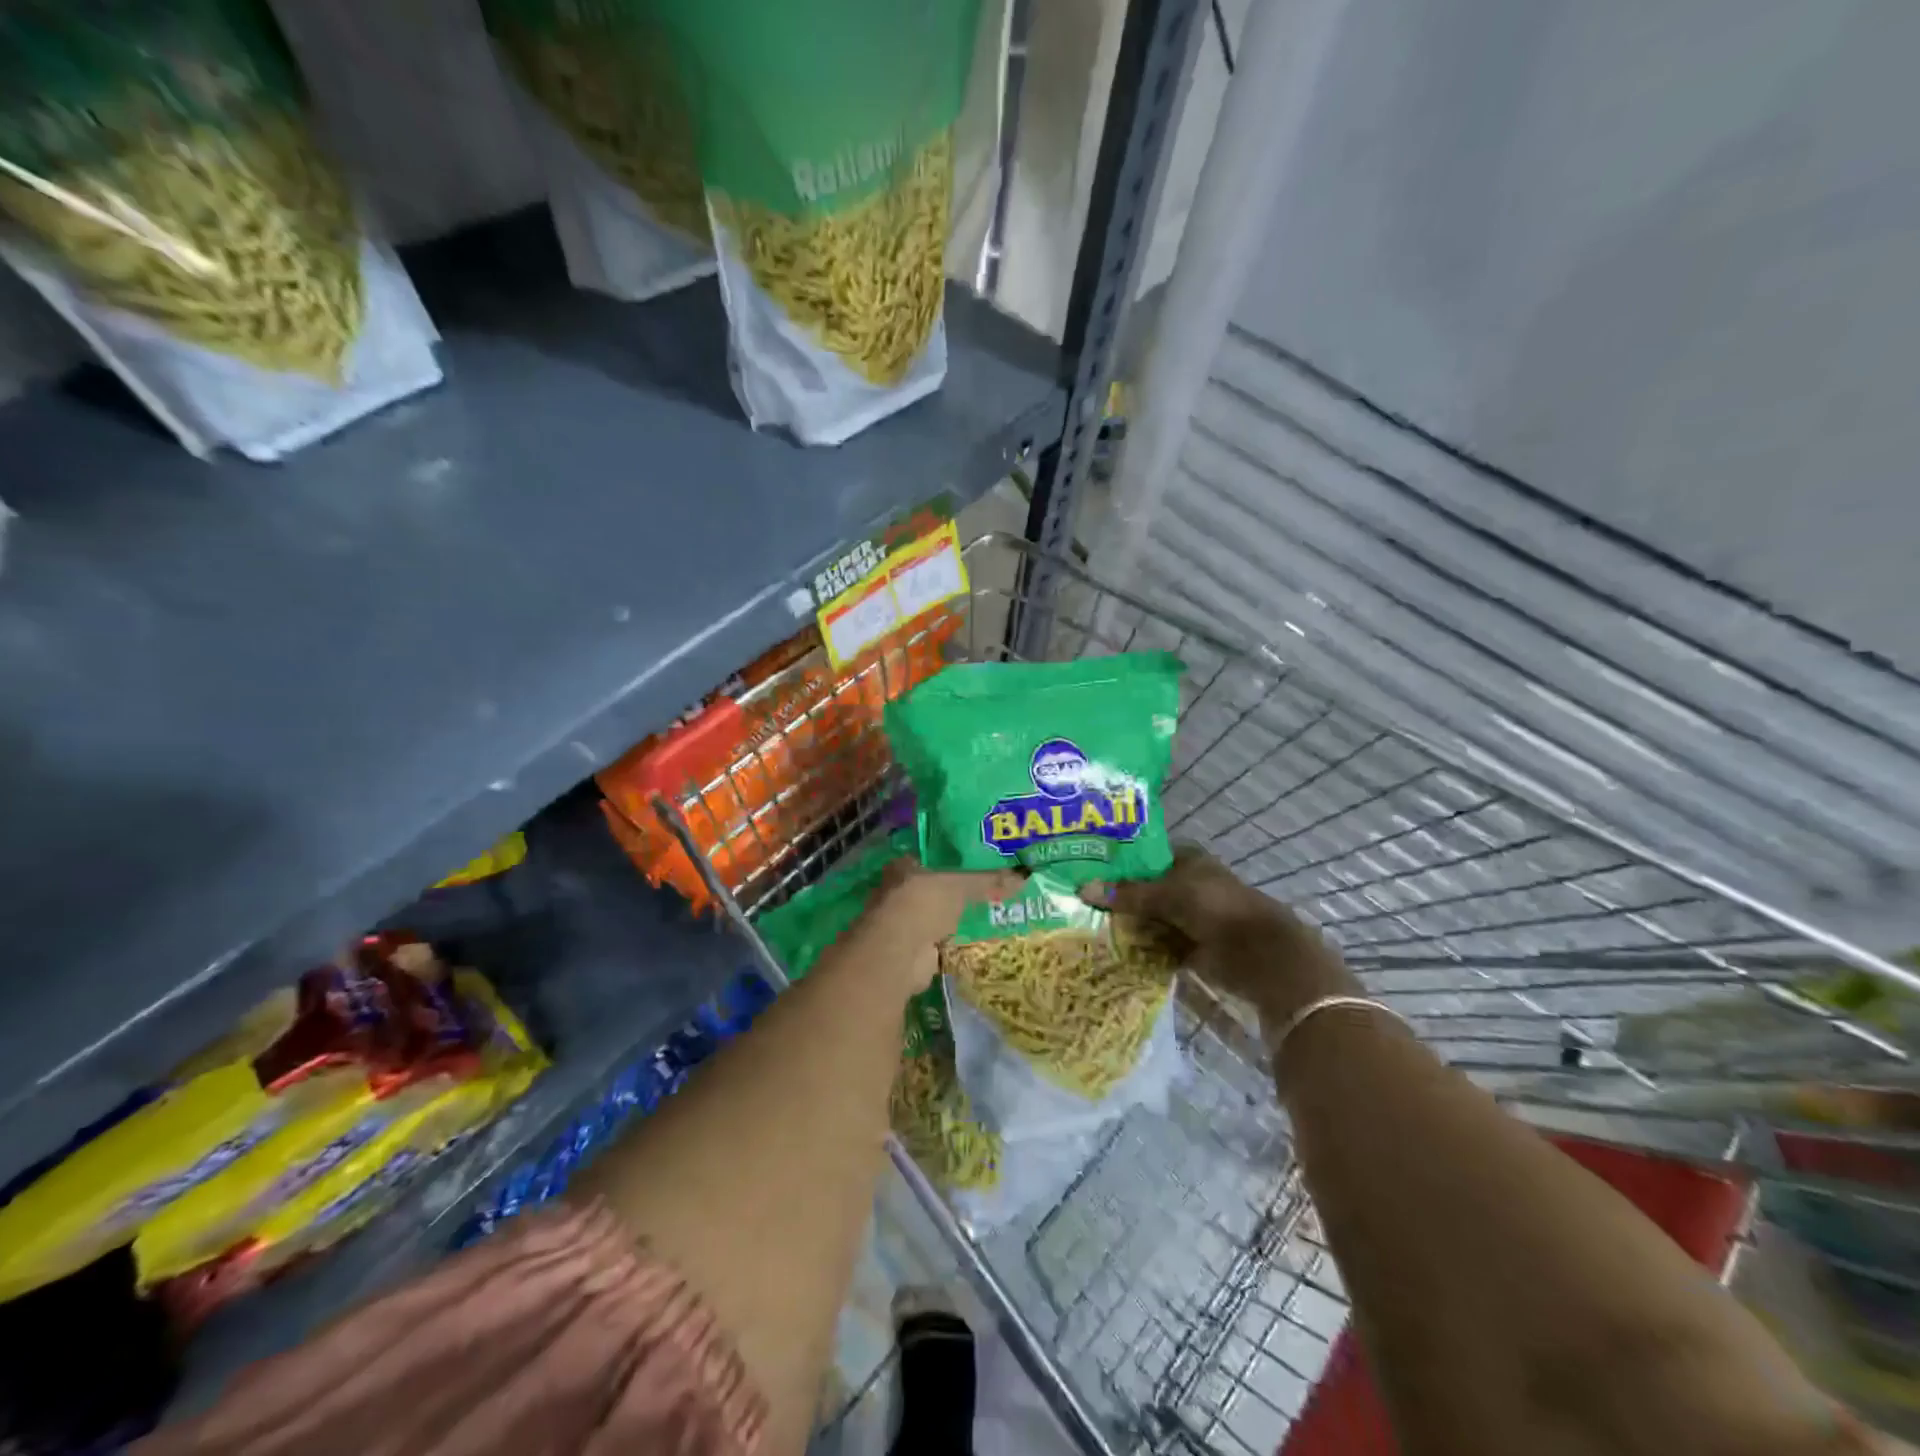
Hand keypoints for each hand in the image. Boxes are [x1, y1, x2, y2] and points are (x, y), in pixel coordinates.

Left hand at [856, 860, 1024, 994]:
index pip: (931, 859)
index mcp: (903, 868)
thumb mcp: (961, 885)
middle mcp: (898, 893)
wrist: (899, 952)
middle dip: (955, 894)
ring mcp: (903, 924)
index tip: (978, 865)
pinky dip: (953, 944)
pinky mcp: (911, 951)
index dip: (952, 862)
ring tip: (987, 917)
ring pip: (935, 917)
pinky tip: (975, 943)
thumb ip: (989, 881)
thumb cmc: (923, 903)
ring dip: (953, 921)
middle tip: (989, 893)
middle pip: (933, 889)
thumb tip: (1024, 876)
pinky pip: (939, 943)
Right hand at [1081, 846, 1359, 1023]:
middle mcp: (1185, 883)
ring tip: (1084, 924)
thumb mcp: (1167, 895)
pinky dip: (1138, 946)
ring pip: (1148, 916)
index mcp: (1185, 859)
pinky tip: (1108, 947)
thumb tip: (1082, 889)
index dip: (1116, 861)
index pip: (1142, 855)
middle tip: (1076, 899)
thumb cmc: (1216, 909)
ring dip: (1125, 923)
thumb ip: (1127, 894)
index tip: (1084, 868)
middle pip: (1142, 888)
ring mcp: (1187, 916)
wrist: (1260, 955)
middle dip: (1115, 895)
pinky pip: (1155, 943)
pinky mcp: (1188, 945)